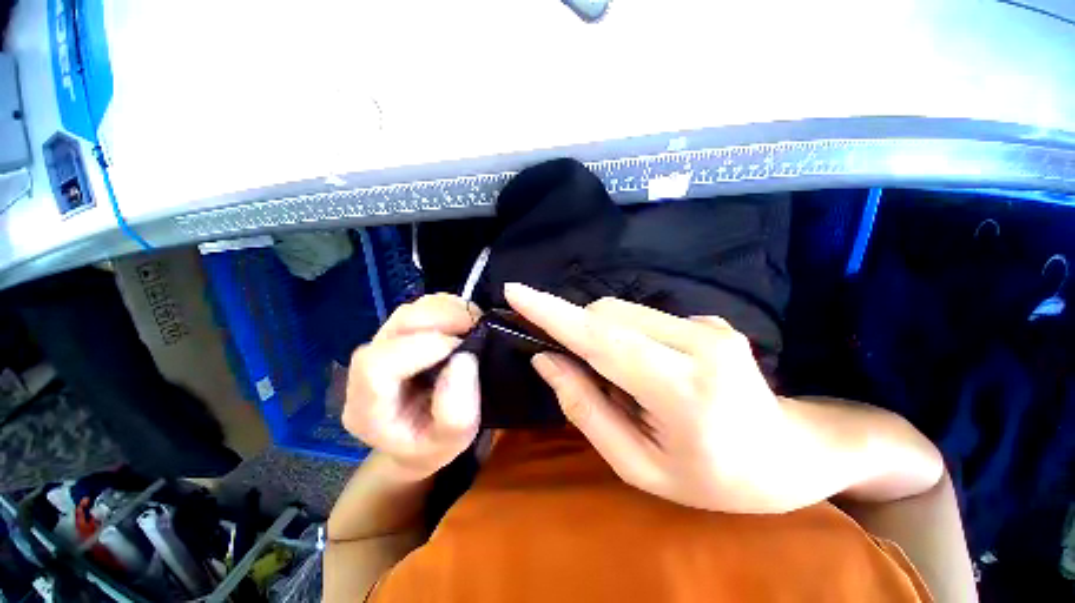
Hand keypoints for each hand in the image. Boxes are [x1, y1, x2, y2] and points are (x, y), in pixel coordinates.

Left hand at [343, 294, 480, 479]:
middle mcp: (365, 370)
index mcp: (367, 407)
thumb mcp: (453, 442)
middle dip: (440, 319)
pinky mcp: (399, 331)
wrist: (421, 435)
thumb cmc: (434, 443)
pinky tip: (465, 319)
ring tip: (474, 321)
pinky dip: (447, 305)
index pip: (378, 367)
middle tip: (476, 325)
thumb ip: (456, 412)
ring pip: (408, 311)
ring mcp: (382, 345)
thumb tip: (463, 358)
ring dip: (446, 309)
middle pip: (395, 329)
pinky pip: (420, 306)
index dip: (422, 349)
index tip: (462, 349)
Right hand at [505, 283, 833, 513]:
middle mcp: (699, 342)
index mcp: (682, 390)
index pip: (601, 338)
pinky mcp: (710, 317)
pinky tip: (652, 369)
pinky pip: (644, 318)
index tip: (515, 292)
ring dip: (603, 338)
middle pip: (607, 315)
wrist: (789, 453)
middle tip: (584, 373)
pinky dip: (628, 337)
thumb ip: (585, 408)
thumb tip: (546, 361)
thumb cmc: (712, 479)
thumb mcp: (637, 465)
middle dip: (578, 333)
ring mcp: (709, 323)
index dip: (552, 313)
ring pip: (622, 311)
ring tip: (625, 380)